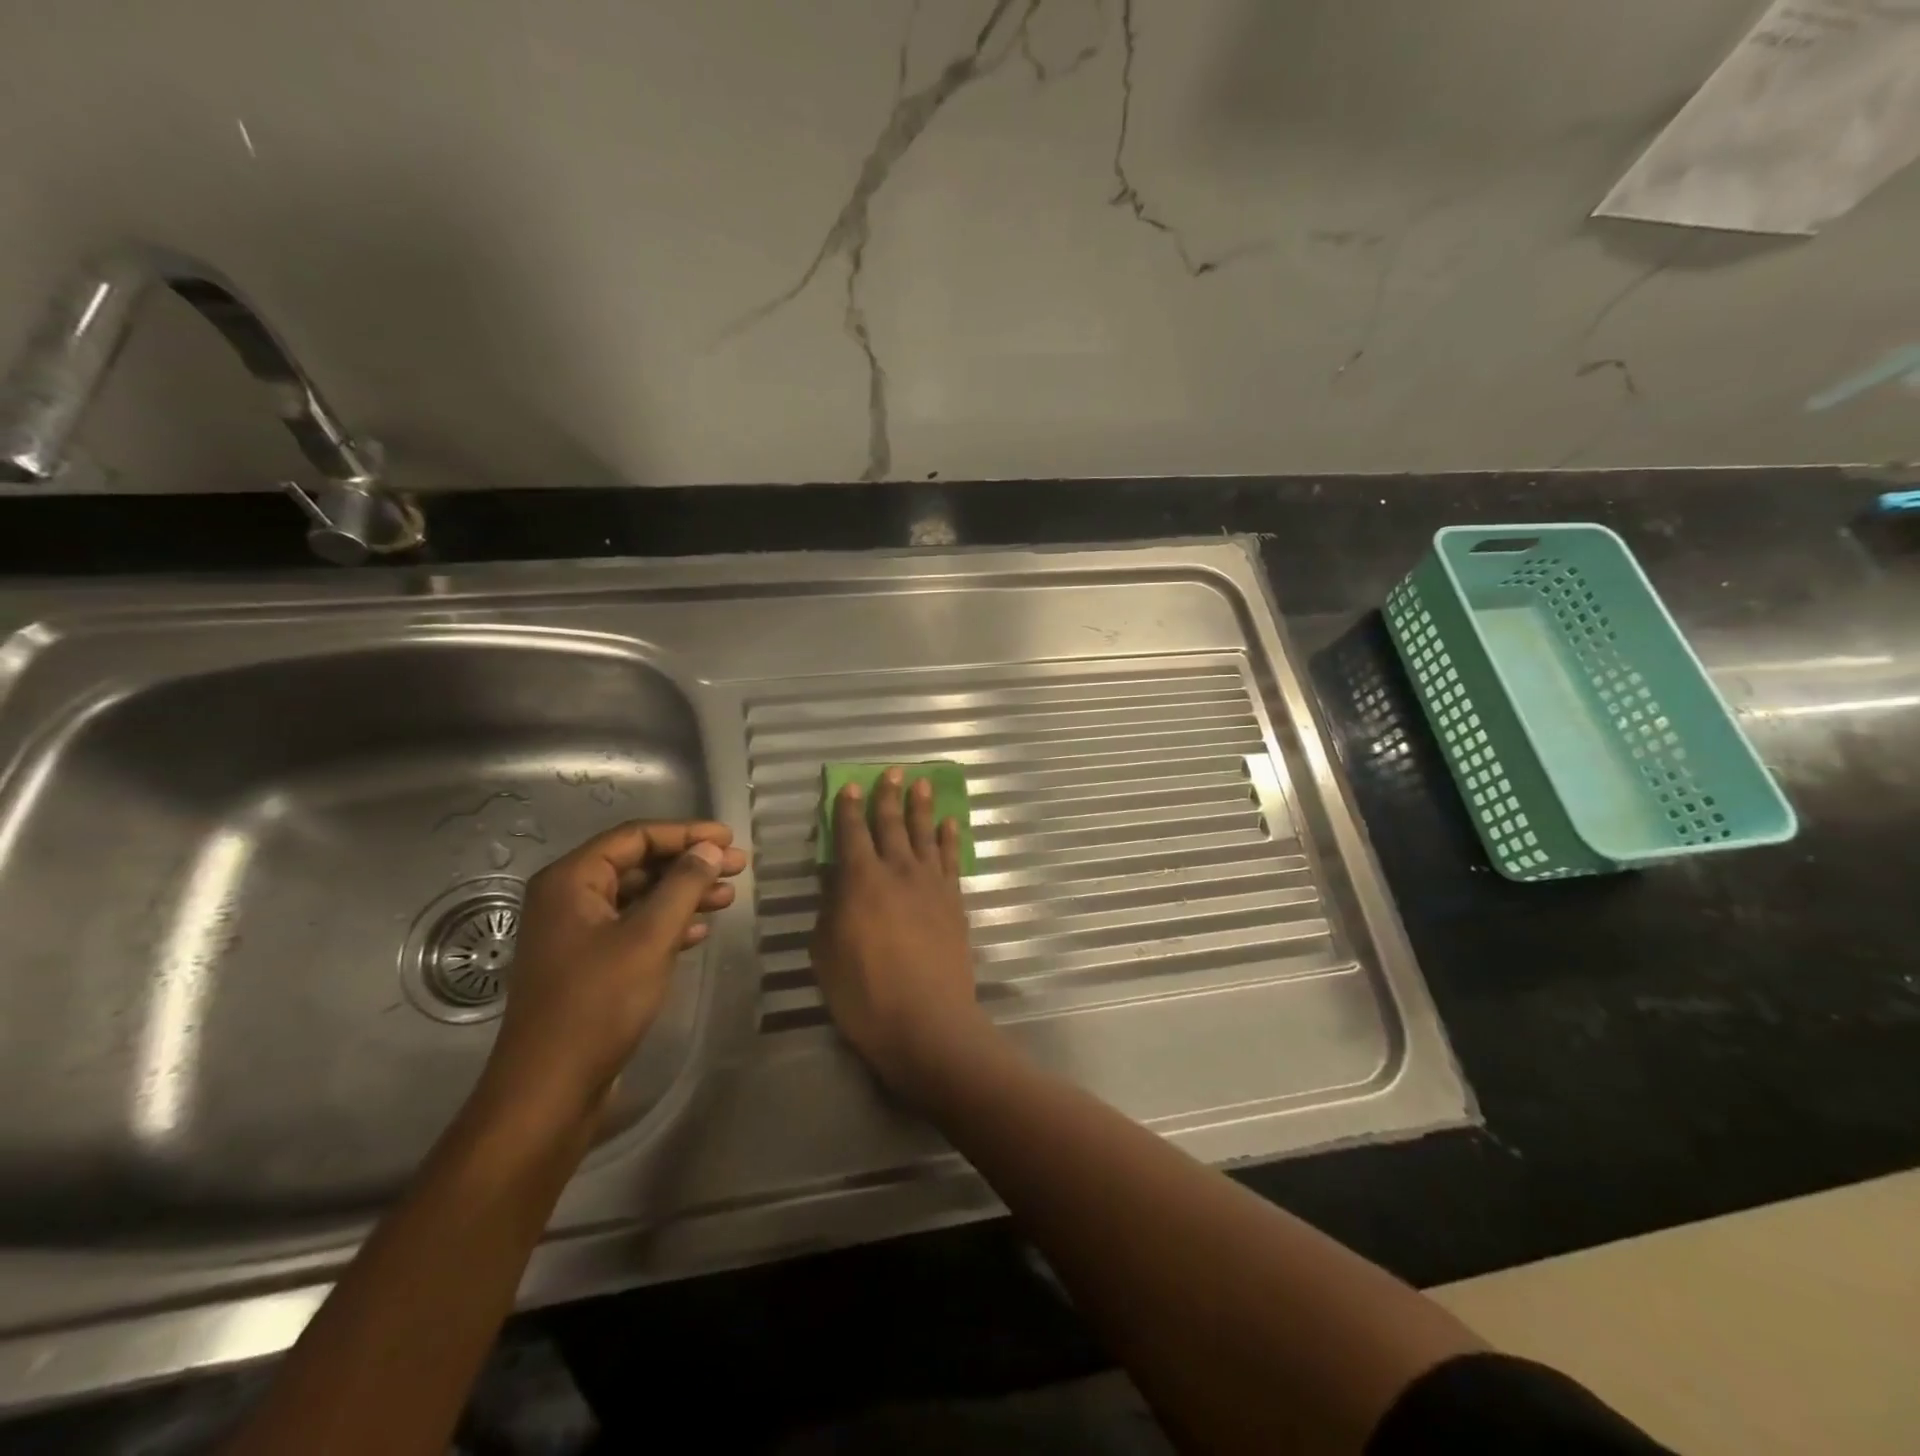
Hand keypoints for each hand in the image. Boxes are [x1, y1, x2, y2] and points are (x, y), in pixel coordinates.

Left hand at [475, 820, 747, 1132]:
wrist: (550, 1089)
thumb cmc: (598, 1003)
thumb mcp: (650, 937)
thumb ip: (683, 886)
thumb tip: (710, 849)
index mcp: (571, 881)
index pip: (635, 837)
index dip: (686, 833)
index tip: (730, 839)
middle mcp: (568, 899)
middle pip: (638, 864)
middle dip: (689, 864)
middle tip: (738, 867)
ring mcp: (576, 934)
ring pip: (638, 897)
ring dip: (683, 894)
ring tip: (728, 897)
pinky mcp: (587, 965)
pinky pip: (633, 928)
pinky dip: (668, 924)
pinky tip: (700, 933)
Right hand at [810, 768, 996, 1102]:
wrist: (927, 1022)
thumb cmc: (865, 994)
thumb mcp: (826, 952)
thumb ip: (831, 909)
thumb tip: (835, 880)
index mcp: (861, 880)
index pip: (852, 833)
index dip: (849, 808)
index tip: (851, 786)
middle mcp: (898, 871)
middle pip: (892, 824)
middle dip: (889, 795)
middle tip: (893, 770)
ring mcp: (931, 884)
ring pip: (925, 834)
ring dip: (921, 807)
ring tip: (922, 783)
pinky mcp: (954, 901)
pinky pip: (951, 859)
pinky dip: (950, 839)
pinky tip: (949, 824)